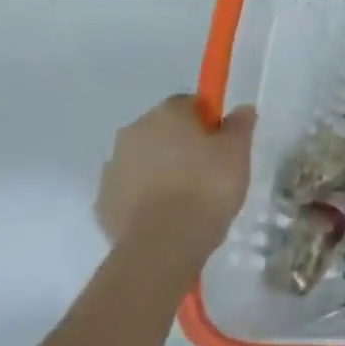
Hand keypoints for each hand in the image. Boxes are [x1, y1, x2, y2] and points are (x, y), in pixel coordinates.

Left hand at [96, 96, 256, 262]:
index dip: (209, 120)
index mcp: (166, 114)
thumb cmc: (207, 186)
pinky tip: (169, 214)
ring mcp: (113, 168)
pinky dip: (147, 195)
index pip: (190, 103)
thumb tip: (241, 109)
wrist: (163, 243)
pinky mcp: (103, 201)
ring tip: (190, 196)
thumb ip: (240, 124)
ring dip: (164, 169)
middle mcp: (133, 132)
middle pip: (164, 129)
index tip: (224, 142)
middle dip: (184, 143)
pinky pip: (132, 189)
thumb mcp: (238, 151)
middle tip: (211, 168)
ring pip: (145, 159)